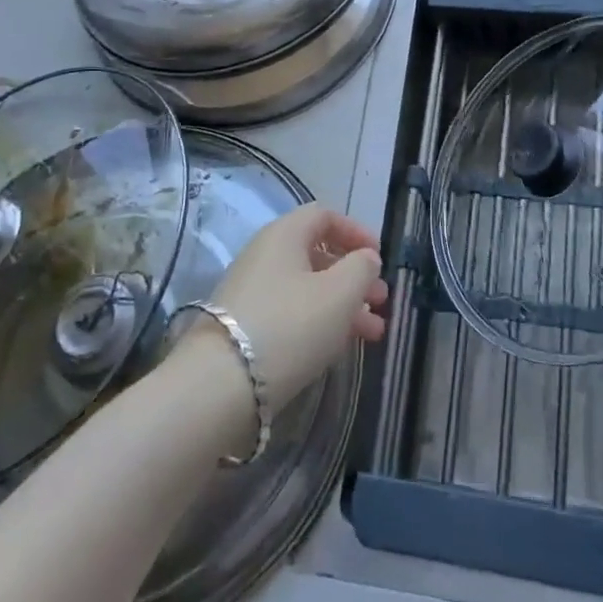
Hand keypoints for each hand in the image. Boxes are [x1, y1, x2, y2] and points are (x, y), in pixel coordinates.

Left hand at [200, 204, 387, 416]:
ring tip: (374, 333)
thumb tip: (366, 259)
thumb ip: (362, 268)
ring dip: (344, 305)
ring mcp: (252, 293)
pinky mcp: (245, 328)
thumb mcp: (340, 293)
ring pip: (308, 289)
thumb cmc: (290, 325)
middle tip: (381, 301)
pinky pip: (292, 314)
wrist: (220, 385)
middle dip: (355, 277)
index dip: (356, 231)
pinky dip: (320, 323)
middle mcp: (265, 256)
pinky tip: (341, 347)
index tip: (379, 257)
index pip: (324, 216)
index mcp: (284, 234)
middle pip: (318, 255)